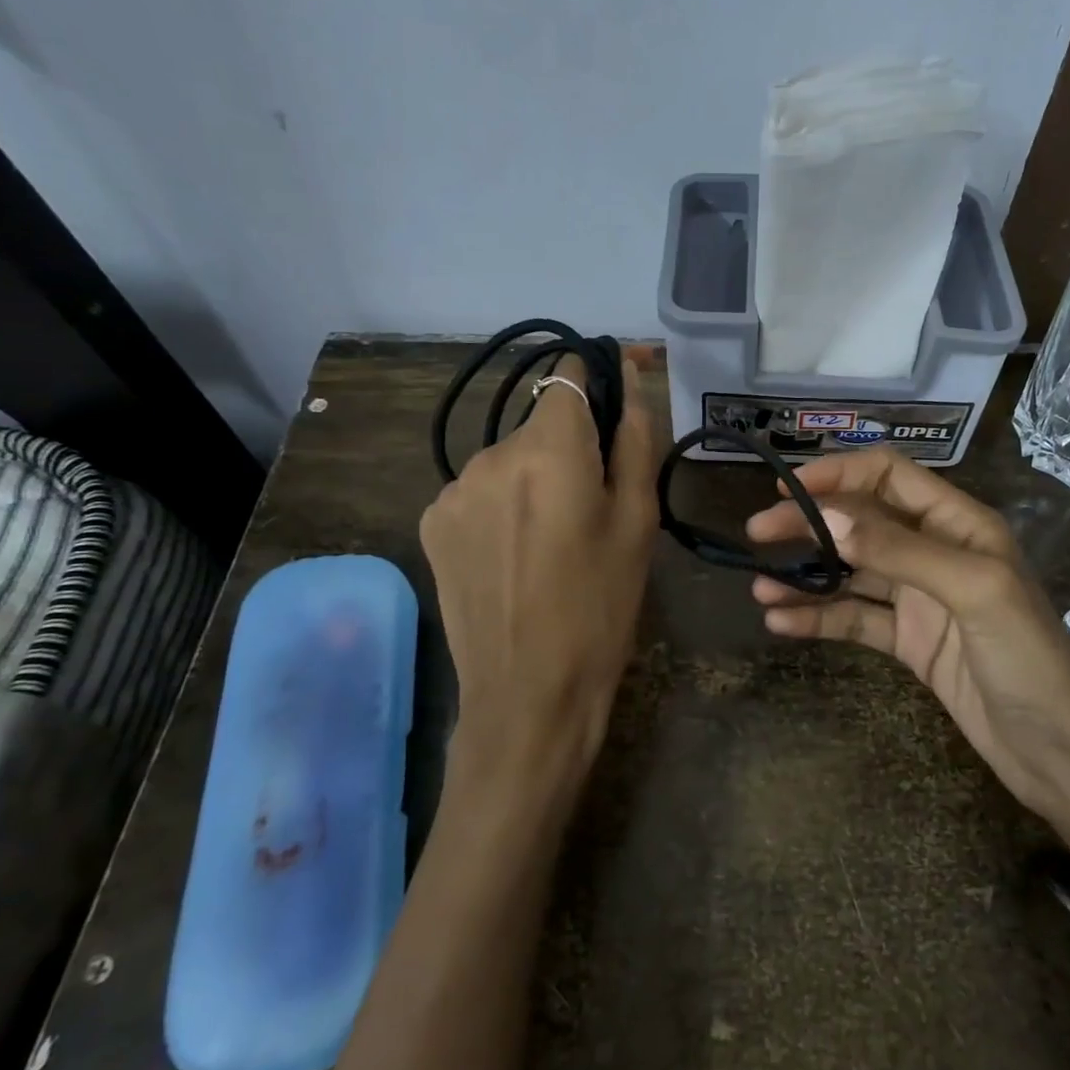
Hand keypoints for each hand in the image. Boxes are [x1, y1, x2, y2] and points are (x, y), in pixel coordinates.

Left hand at [420, 354, 658, 824]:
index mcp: (548, 450)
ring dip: (535, 476)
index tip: (616, 408)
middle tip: (595, 504)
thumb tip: (628, 378)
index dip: (597, 380)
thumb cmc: (601, 606)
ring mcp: (452, 490)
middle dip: (571, 446)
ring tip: (553, 539)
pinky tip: (515, 554)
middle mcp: (490, 455)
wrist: (529, 692)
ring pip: (510, 458)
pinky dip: (503, 504)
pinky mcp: (432, 523)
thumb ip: (635, 438)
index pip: (569, 376)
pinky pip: (480, 491)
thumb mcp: (638, 521)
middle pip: (541, 423)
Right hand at [746, 447, 1069, 891]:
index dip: (838, 475)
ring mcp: (919, 599)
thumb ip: (899, 550)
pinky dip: (818, 617)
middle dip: (809, 526)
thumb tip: (826, 518)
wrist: (1059, 754)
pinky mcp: (908, 642)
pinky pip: (854, 619)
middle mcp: (935, 551)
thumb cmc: (1028, 660)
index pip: (889, 476)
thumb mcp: (971, 591)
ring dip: (805, 577)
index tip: (787, 491)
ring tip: (758, 588)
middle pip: (861, 523)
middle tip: (756, 536)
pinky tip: (781, 623)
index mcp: (959, 524)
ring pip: (850, 574)